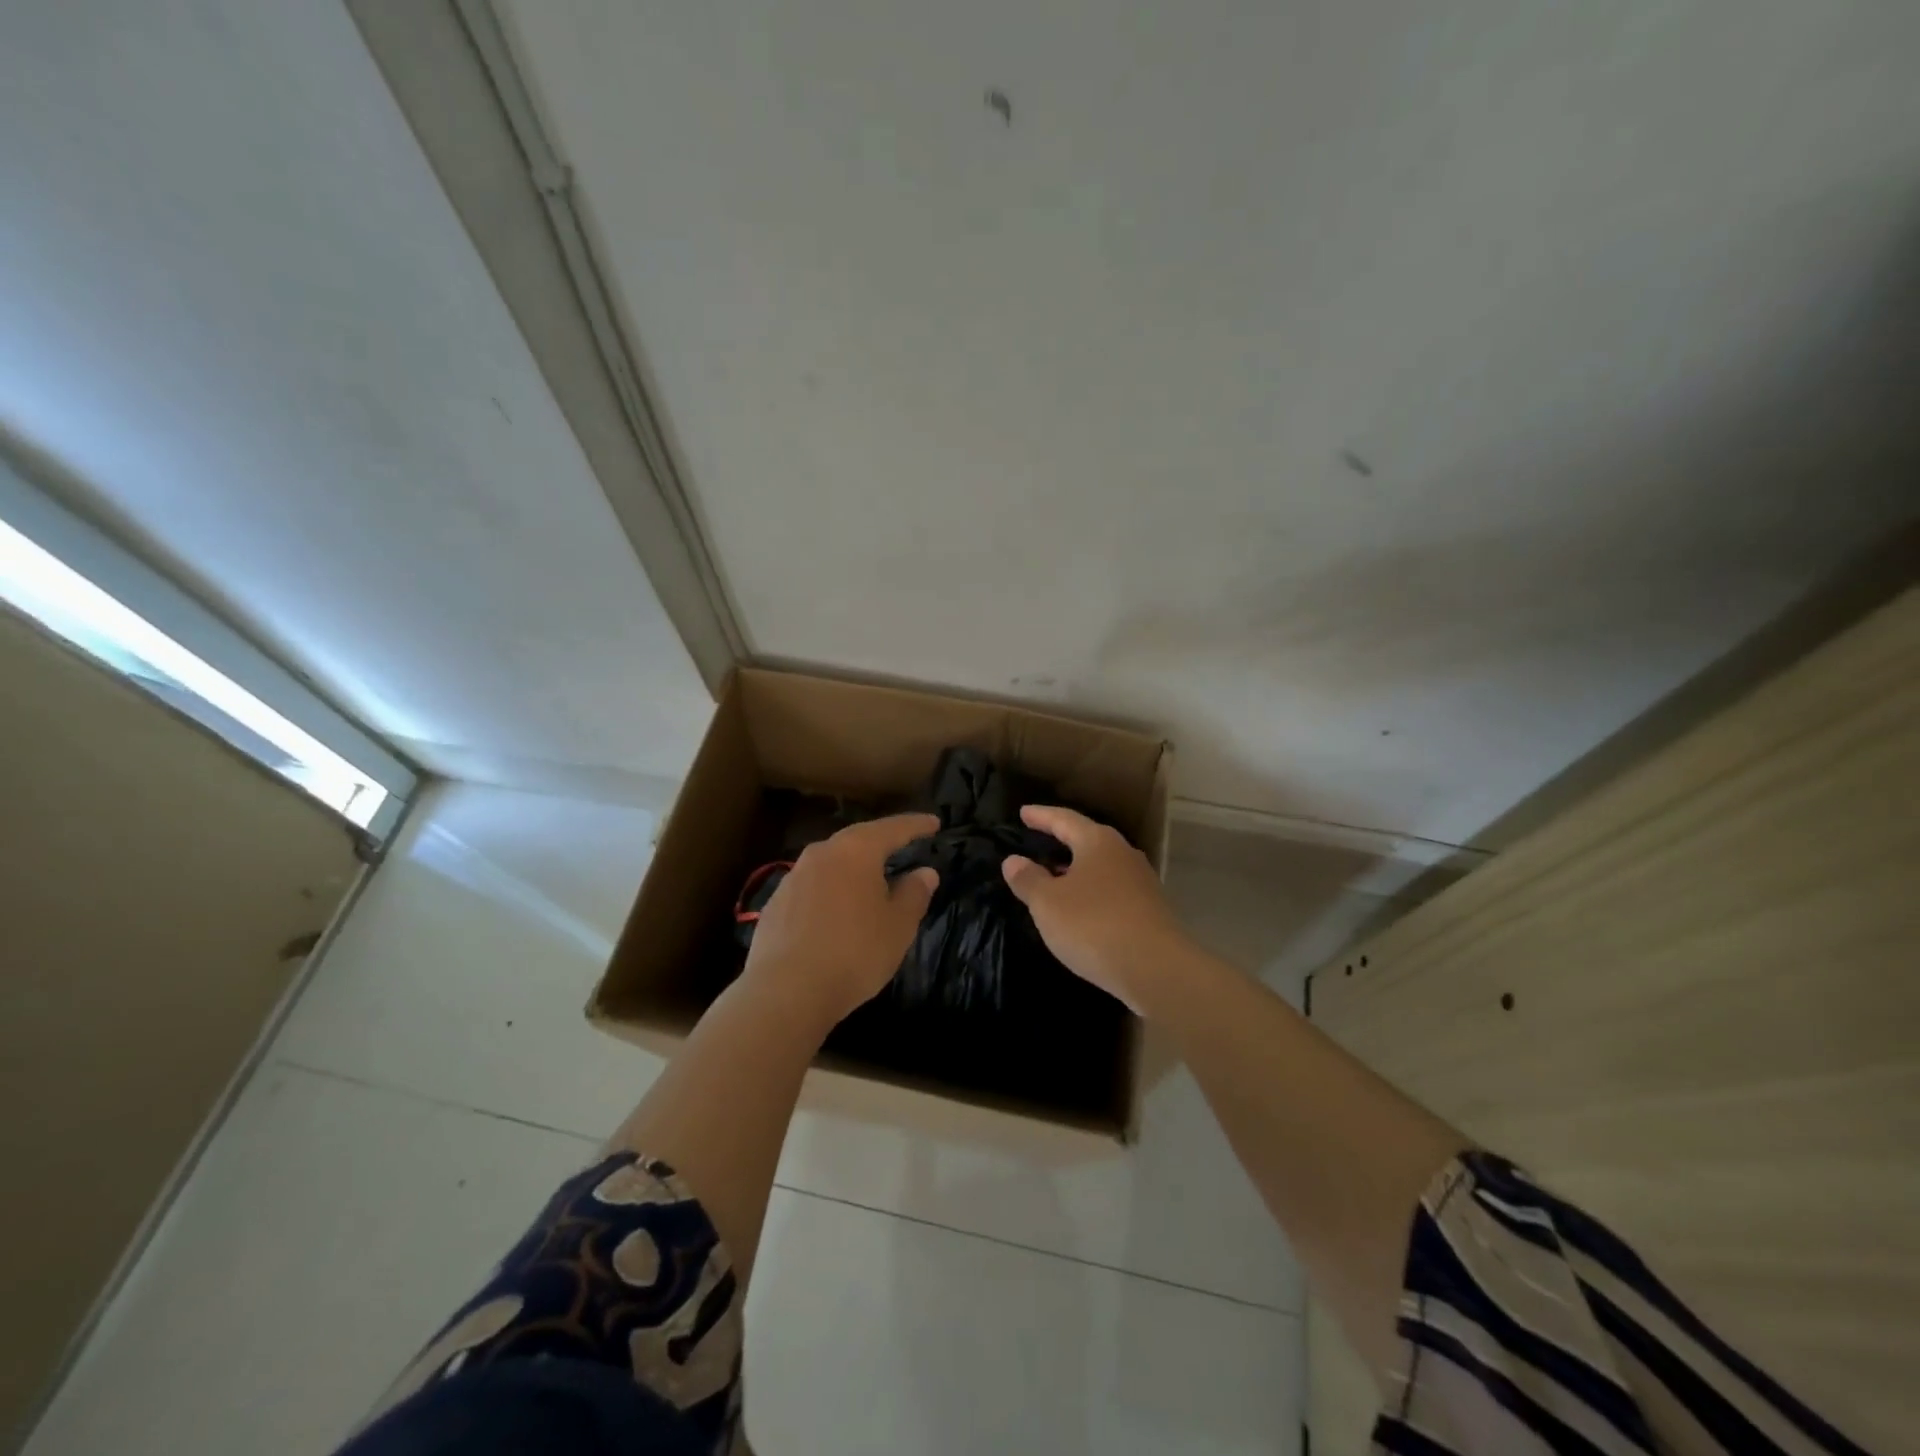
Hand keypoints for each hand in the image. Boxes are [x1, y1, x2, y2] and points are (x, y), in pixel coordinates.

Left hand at [742, 813, 940, 1028]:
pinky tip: (837, 910)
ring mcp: (793, 877)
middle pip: (857, 839)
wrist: (786, 990)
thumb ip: (914, 894)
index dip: (916, 825)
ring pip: (831, 862)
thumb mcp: (898, 926)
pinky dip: (831, 891)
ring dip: (853, 867)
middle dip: (881, 841)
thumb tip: (925, 872)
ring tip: (870, 877)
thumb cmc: (854, 952)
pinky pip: (812, 887)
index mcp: (856, 851)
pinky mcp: (775, 904)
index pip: (893, 829)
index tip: (934, 823)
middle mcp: (822, 853)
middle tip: (902, 843)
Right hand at [1001, 805, 1184, 1013]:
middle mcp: (1123, 854)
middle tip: (1038, 840)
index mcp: (1098, 842)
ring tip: (1055, 876)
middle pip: (1087, 839)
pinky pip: (1112, 891)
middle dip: (1062, 840)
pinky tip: (1080, 909)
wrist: (1158, 969)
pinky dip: (1091, 892)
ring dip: (1077, 869)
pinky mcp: (1150, 910)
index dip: (1041, 816)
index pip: (1064, 819)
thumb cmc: (1094, 926)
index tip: (1023, 813)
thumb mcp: (1048, 903)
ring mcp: (1141, 882)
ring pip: (1101, 866)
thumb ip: (1029, 879)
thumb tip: (1013, 860)